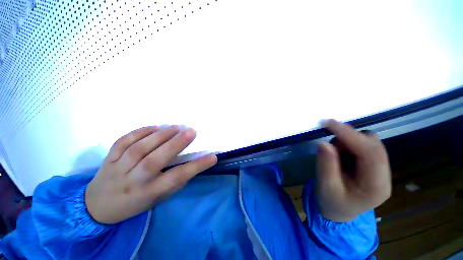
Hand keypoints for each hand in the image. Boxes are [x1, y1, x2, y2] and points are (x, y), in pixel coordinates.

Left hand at [85, 125, 216, 223]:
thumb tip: (190, 165)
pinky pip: (123, 141)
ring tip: (176, 127)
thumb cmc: (133, 204)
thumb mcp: (157, 200)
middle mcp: (133, 180)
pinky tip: (154, 127)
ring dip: (160, 135)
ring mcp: (118, 168)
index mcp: (148, 192)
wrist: (96, 207)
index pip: (176, 178)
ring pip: (139, 148)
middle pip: (155, 159)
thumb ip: (174, 183)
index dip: (196, 167)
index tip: (212, 157)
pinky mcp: (108, 158)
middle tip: (191, 131)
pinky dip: (140, 132)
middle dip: (176, 144)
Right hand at [316, 119, 391, 221]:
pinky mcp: (372, 164)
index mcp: (376, 186)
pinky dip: (347, 145)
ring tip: (334, 157)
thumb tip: (323, 143)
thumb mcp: (326, 187)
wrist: (339, 211)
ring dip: (346, 142)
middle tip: (329, 146)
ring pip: (368, 142)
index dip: (350, 135)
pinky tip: (339, 156)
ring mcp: (379, 168)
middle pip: (373, 144)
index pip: (371, 153)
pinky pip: (362, 145)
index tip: (329, 123)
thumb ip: (326, 166)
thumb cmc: (332, 203)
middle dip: (348, 139)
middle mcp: (383, 174)